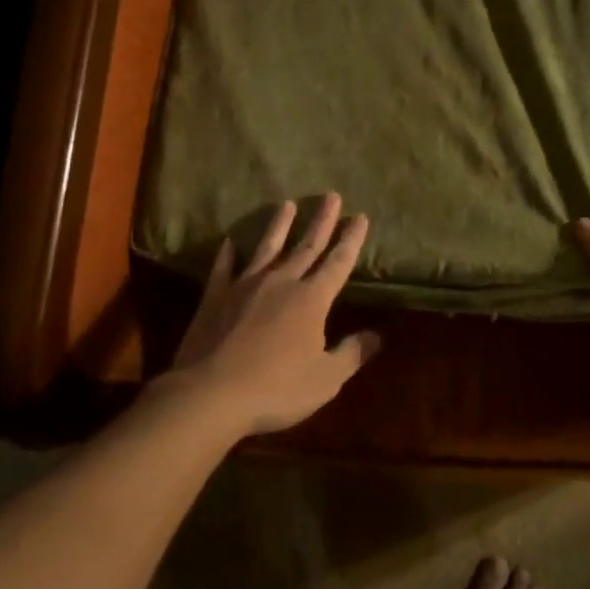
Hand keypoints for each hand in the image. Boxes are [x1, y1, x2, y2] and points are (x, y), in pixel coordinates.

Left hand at [170, 194, 380, 436]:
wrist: (211, 393)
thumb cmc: (277, 389)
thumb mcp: (326, 379)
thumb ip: (352, 354)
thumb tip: (378, 336)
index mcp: (311, 299)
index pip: (338, 263)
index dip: (351, 240)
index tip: (360, 216)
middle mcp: (281, 282)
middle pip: (306, 246)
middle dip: (322, 221)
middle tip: (331, 195)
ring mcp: (245, 286)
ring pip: (266, 248)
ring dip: (278, 226)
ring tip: (286, 203)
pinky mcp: (215, 297)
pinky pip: (223, 268)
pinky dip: (227, 254)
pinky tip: (229, 242)